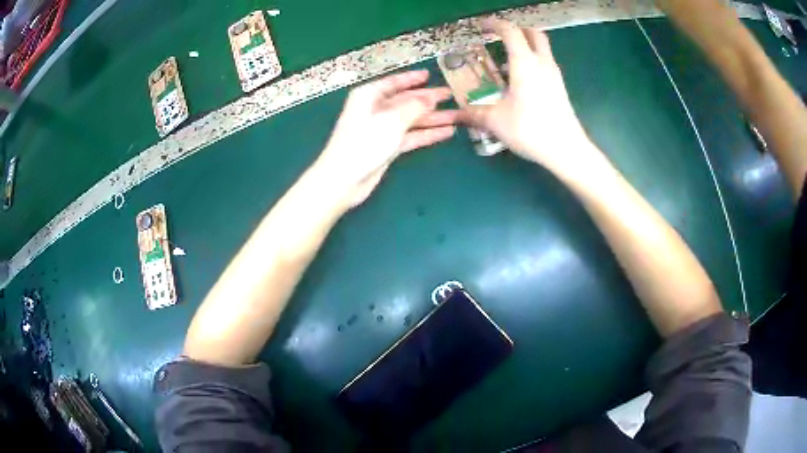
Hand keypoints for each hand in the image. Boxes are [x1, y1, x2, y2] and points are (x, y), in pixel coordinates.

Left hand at [312, 71, 457, 209]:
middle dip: (429, 99)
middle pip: (406, 100)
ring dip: (433, 118)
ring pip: (412, 119)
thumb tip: (431, 97)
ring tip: (458, 116)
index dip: (412, 78)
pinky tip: (446, 132)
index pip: (394, 82)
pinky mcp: (387, 147)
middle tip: (451, 96)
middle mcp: (375, 109)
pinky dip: (427, 134)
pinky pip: (411, 136)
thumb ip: (414, 106)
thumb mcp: (392, 118)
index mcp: (370, 95)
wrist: (345, 178)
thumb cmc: (364, 142)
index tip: (429, 75)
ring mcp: (382, 129)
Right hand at [460, 20, 600, 178]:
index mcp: (524, 63)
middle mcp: (542, 63)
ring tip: (507, 62)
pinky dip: (533, 62)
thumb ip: (474, 113)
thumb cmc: (529, 129)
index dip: (495, 24)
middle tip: (500, 37)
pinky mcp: (560, 87)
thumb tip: (458, 114)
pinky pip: (545, 64)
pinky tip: (520, 81)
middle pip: (534, 33)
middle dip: (517, 30)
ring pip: (542, 48)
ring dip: (526, 47)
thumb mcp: (495, 121)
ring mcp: (554, 75)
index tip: (482, 27)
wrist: (566, 149)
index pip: (510, 31)